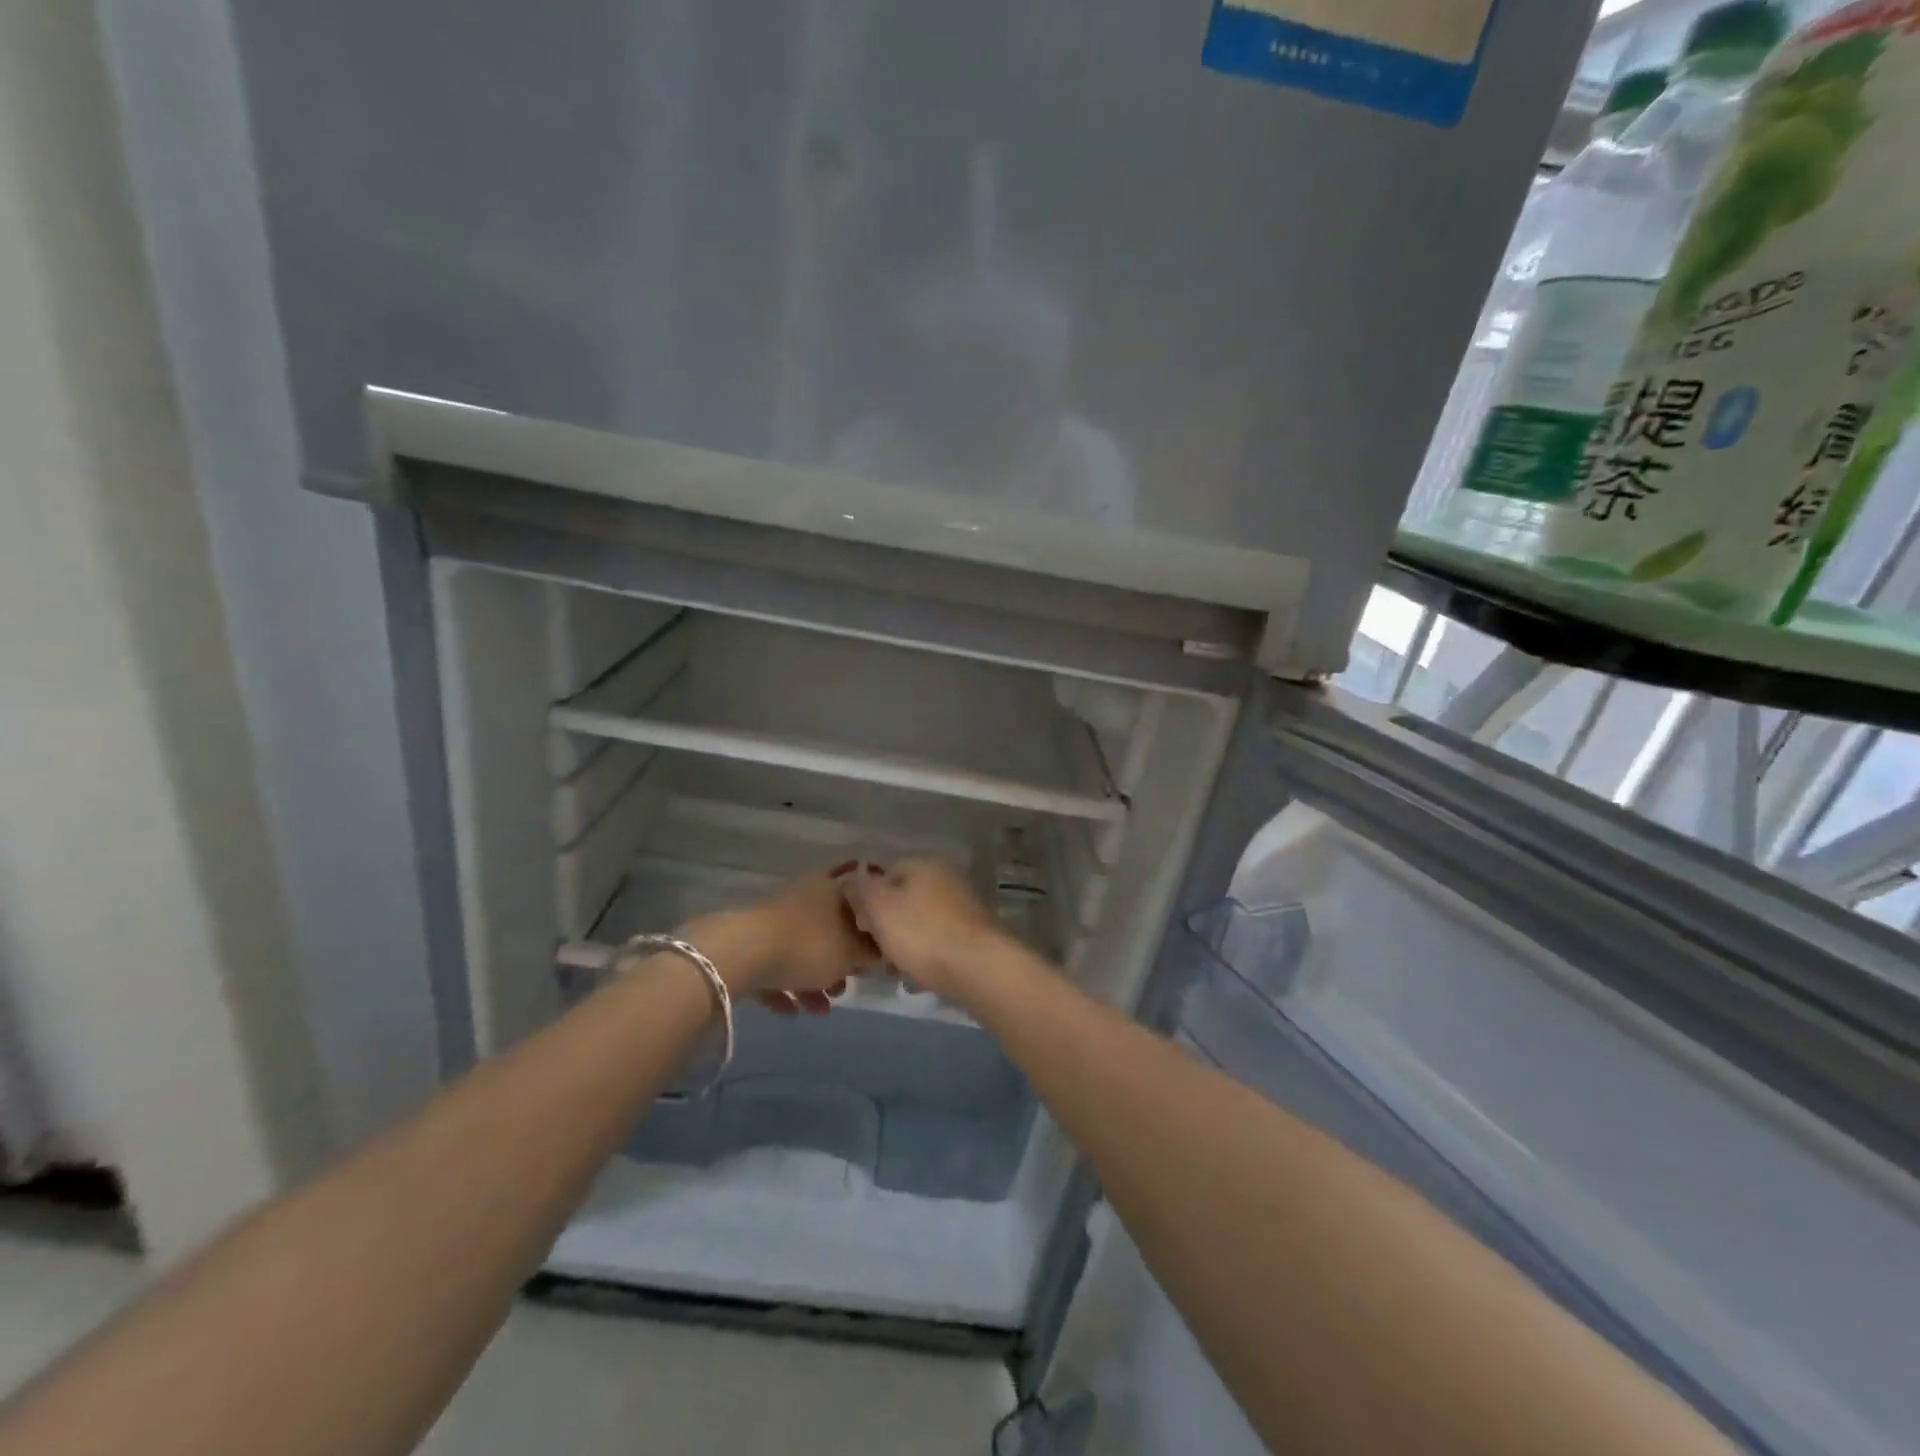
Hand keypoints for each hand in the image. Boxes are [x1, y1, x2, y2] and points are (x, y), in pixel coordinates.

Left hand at [685, 864, 879, 1015]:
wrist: (743, 952)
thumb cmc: (808, 946)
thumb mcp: (851, 954)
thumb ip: (871, 953)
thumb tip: (883, 951)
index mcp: (831, 888)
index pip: (860, 900)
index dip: (871, 927)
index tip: (877, 953)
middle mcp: (804, 896)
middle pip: (830, 928)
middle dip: (839, 961)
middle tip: (846, 986)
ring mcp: (774, 919)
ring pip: (801, 949)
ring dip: (813, 981)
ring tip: (820, 1010)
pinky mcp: (750, 941)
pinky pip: (774, 965)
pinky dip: (785, 987)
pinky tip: (791, 1012)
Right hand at [842, 858, 1005, 1001]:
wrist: (979, 969)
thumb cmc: (922, 934)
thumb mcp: (879, 908)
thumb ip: (861, 890)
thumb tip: (854, 878)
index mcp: (924, 863)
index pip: (884, 873)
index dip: (866, 899)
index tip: (858, 927)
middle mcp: (946, 877)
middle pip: (904, 898)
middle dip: (887, 925)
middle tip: (874, 952)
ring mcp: (964, 905)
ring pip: (921, 921)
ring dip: (906, 943)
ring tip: (895, 969)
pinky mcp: (974, 933)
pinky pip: (940, 941)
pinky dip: (927, 955)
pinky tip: (920, 977)